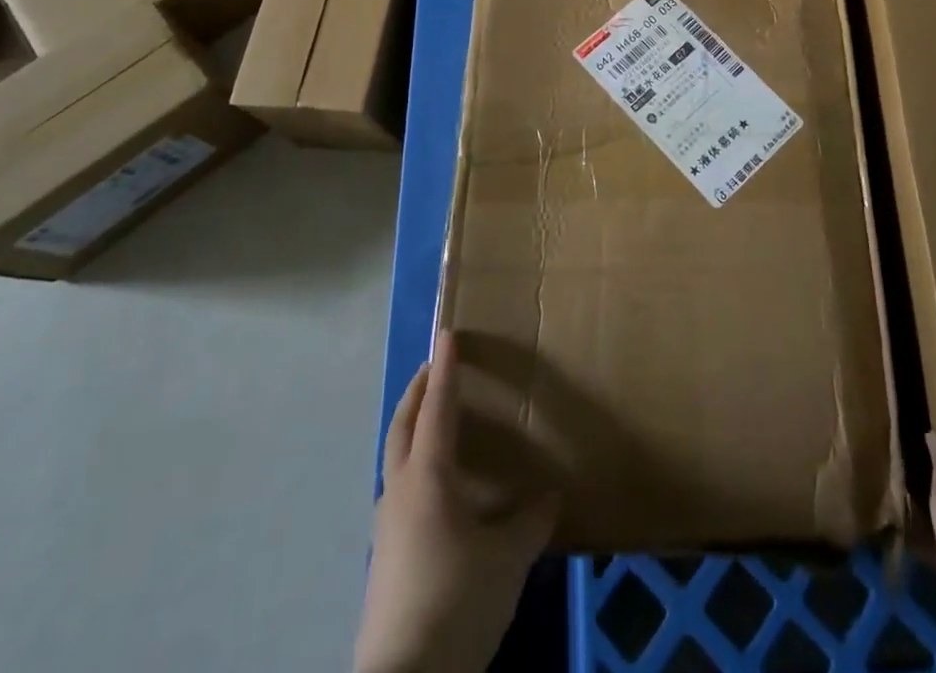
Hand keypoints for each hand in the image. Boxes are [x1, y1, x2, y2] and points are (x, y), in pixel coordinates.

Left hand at [353, 332, 557, 672]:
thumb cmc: (457, 601)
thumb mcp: (508, 559)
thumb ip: (530, 521)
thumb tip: (550, 496)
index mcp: (429, 477)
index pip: (438, 408)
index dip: (446, 369)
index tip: (447, 333)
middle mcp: (400, 491)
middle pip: (402, 426)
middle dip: (417, 392)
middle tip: (434, 368)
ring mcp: (386, 526)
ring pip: (395, 458)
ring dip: (411, 429)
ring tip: (434, 423)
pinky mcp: (384, 558)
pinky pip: (398, 490)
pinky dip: (413, 467)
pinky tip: (435, 490)